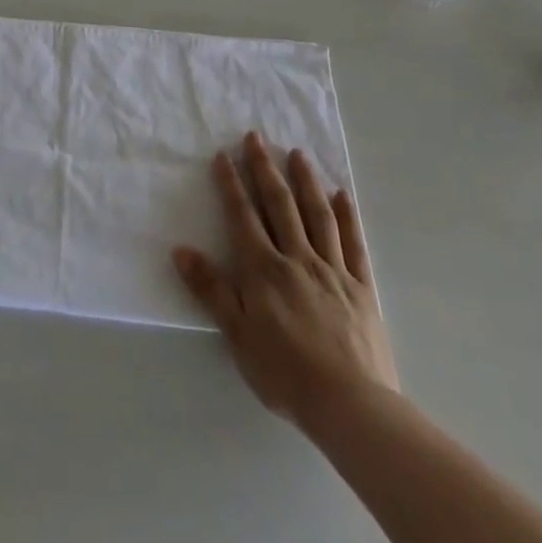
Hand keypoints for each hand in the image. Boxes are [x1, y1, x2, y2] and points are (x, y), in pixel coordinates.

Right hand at [173, 132, 396, 426]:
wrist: (351, 405)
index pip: (243, 216)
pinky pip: (352, 243)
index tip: (223, 154)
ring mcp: (332, 270)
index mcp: (264, 270)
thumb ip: (210, 289)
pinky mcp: (361, 288)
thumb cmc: (285, 372)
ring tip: (298, 153)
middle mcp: (297, 259)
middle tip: (256, 137)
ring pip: (317, 215)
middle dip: (265, 169)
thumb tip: (181, 249)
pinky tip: (341, 195)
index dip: (231, 184)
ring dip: (306, 181)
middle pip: (280, 205)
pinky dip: (346, 216)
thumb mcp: (237, 335)